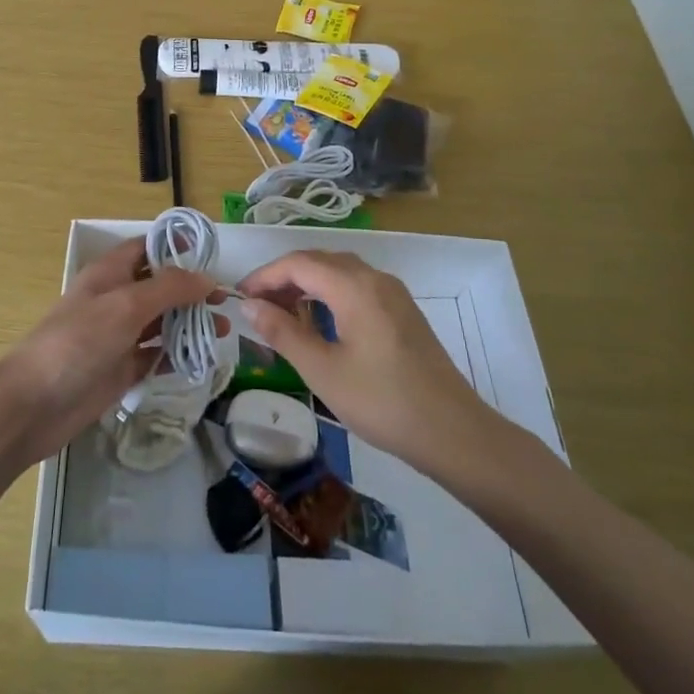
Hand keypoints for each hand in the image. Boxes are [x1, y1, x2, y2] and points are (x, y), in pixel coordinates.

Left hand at [0, 237, 214, 465]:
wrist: (34, 405)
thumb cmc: (78, 342)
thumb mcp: (126, 305)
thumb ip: (169, 288)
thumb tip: (207, 278)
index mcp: (110, 274)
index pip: (146, 248)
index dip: (176, 248)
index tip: (210, 256)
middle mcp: (115, 300)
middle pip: (159, 286)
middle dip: (191, 291)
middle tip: (226, 303)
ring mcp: (117, 336)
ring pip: (160, 322)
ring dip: (189, 323)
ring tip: (224, 331)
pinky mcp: (120, 370)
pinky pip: (154, 355)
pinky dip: (176, 355)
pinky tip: (200, 359)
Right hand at [237, 250, 508, 477]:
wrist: (453, 432)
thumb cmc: (382, 401)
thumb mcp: (322, 371)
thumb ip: (283, 333)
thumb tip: (250, 306)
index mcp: (354, 286)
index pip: (298, 263)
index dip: (265, 276)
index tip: (240, 297)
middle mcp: (374, 278)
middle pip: (319, 261)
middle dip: (284, 279)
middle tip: (258, 307)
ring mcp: (393, 293)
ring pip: (339, 272)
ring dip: (307, 286)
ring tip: (283, 316)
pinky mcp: (402, 311)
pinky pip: (357, 287)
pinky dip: (330, 295)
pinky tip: (321, 324)